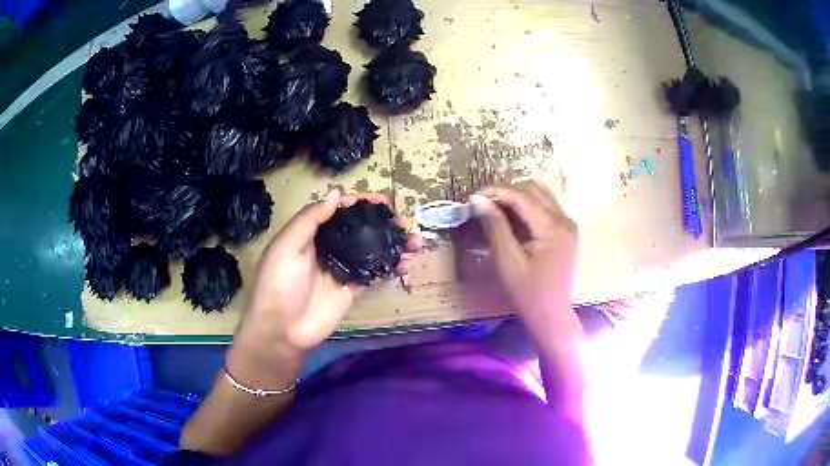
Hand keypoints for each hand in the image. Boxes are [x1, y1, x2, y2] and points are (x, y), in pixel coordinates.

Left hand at [234, 190, 418, 358]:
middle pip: (359, 228)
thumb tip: (336, 192)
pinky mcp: (353, 288)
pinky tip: (406, 264)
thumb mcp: (287, 247)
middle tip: (405, 221)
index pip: (339, 210)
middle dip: (383, 222)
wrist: (282, 330)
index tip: (383, 201)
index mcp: (311, 233)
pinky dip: (392, 267)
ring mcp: (342, 267)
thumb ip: (310, 219)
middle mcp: (329, 246)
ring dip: (393, 242)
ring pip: (372, 248)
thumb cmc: (279, 284)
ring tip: (414, 240)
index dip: (360, 203)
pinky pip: (375, 272)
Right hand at [469, 179, 578, 330]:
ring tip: (495, 209)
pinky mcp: (567, 232)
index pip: (522, 197)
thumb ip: (495, 226)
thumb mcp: (507, 261)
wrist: (552, 316)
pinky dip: (527, 207)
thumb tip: (477, 200)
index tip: (472, 197)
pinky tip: (512, 219)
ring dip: (517, 197)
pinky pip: (546, 208)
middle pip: (534, 190)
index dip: (495, 193)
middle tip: (482, 203)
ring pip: (541, 195)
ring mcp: (568, 225)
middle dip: (506, 192)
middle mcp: (565, 219)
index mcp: (553, 227)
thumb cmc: (528, 293)